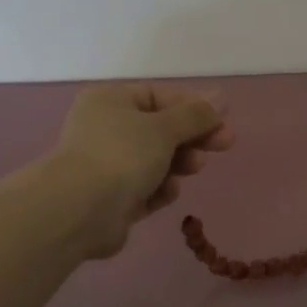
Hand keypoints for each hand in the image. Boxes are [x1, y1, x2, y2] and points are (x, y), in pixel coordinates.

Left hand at [50, 82, 233, 257]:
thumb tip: (220, 97)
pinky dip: (160, 189)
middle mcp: (106, 129)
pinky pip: (146, 188)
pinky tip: (167, 192)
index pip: (159, 96)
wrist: (82, 210)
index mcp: (111, 101)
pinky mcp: (113, 199)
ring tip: (193, 169)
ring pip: (156, 161)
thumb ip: (195, 115)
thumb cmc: (122, 155)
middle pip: (160, 129)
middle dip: (192, 138)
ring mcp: (108, 165)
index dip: (194, 107)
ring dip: (179, 164)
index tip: (223, 121)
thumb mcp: (164, 128)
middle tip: (224, 145)